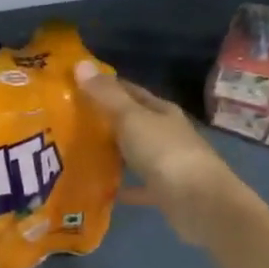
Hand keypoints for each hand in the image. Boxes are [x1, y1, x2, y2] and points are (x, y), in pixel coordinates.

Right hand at [76, 61, 256, 247]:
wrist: (200, 204)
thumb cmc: (165, 153)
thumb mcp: (131, 118)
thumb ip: (105, 95)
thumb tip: (80, 64)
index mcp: (161, 111)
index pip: (130, 90)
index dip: (106, 85)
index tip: (76, 86)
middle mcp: (165, 133)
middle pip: (132, 122)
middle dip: (104, 120)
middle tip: (68, 121)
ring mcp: (167, 164)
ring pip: (134, 153)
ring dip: (112, 153)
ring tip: (77, 153)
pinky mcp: (164, 192)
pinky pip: (137, 186)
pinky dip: (121, 187)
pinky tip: (99, 189)